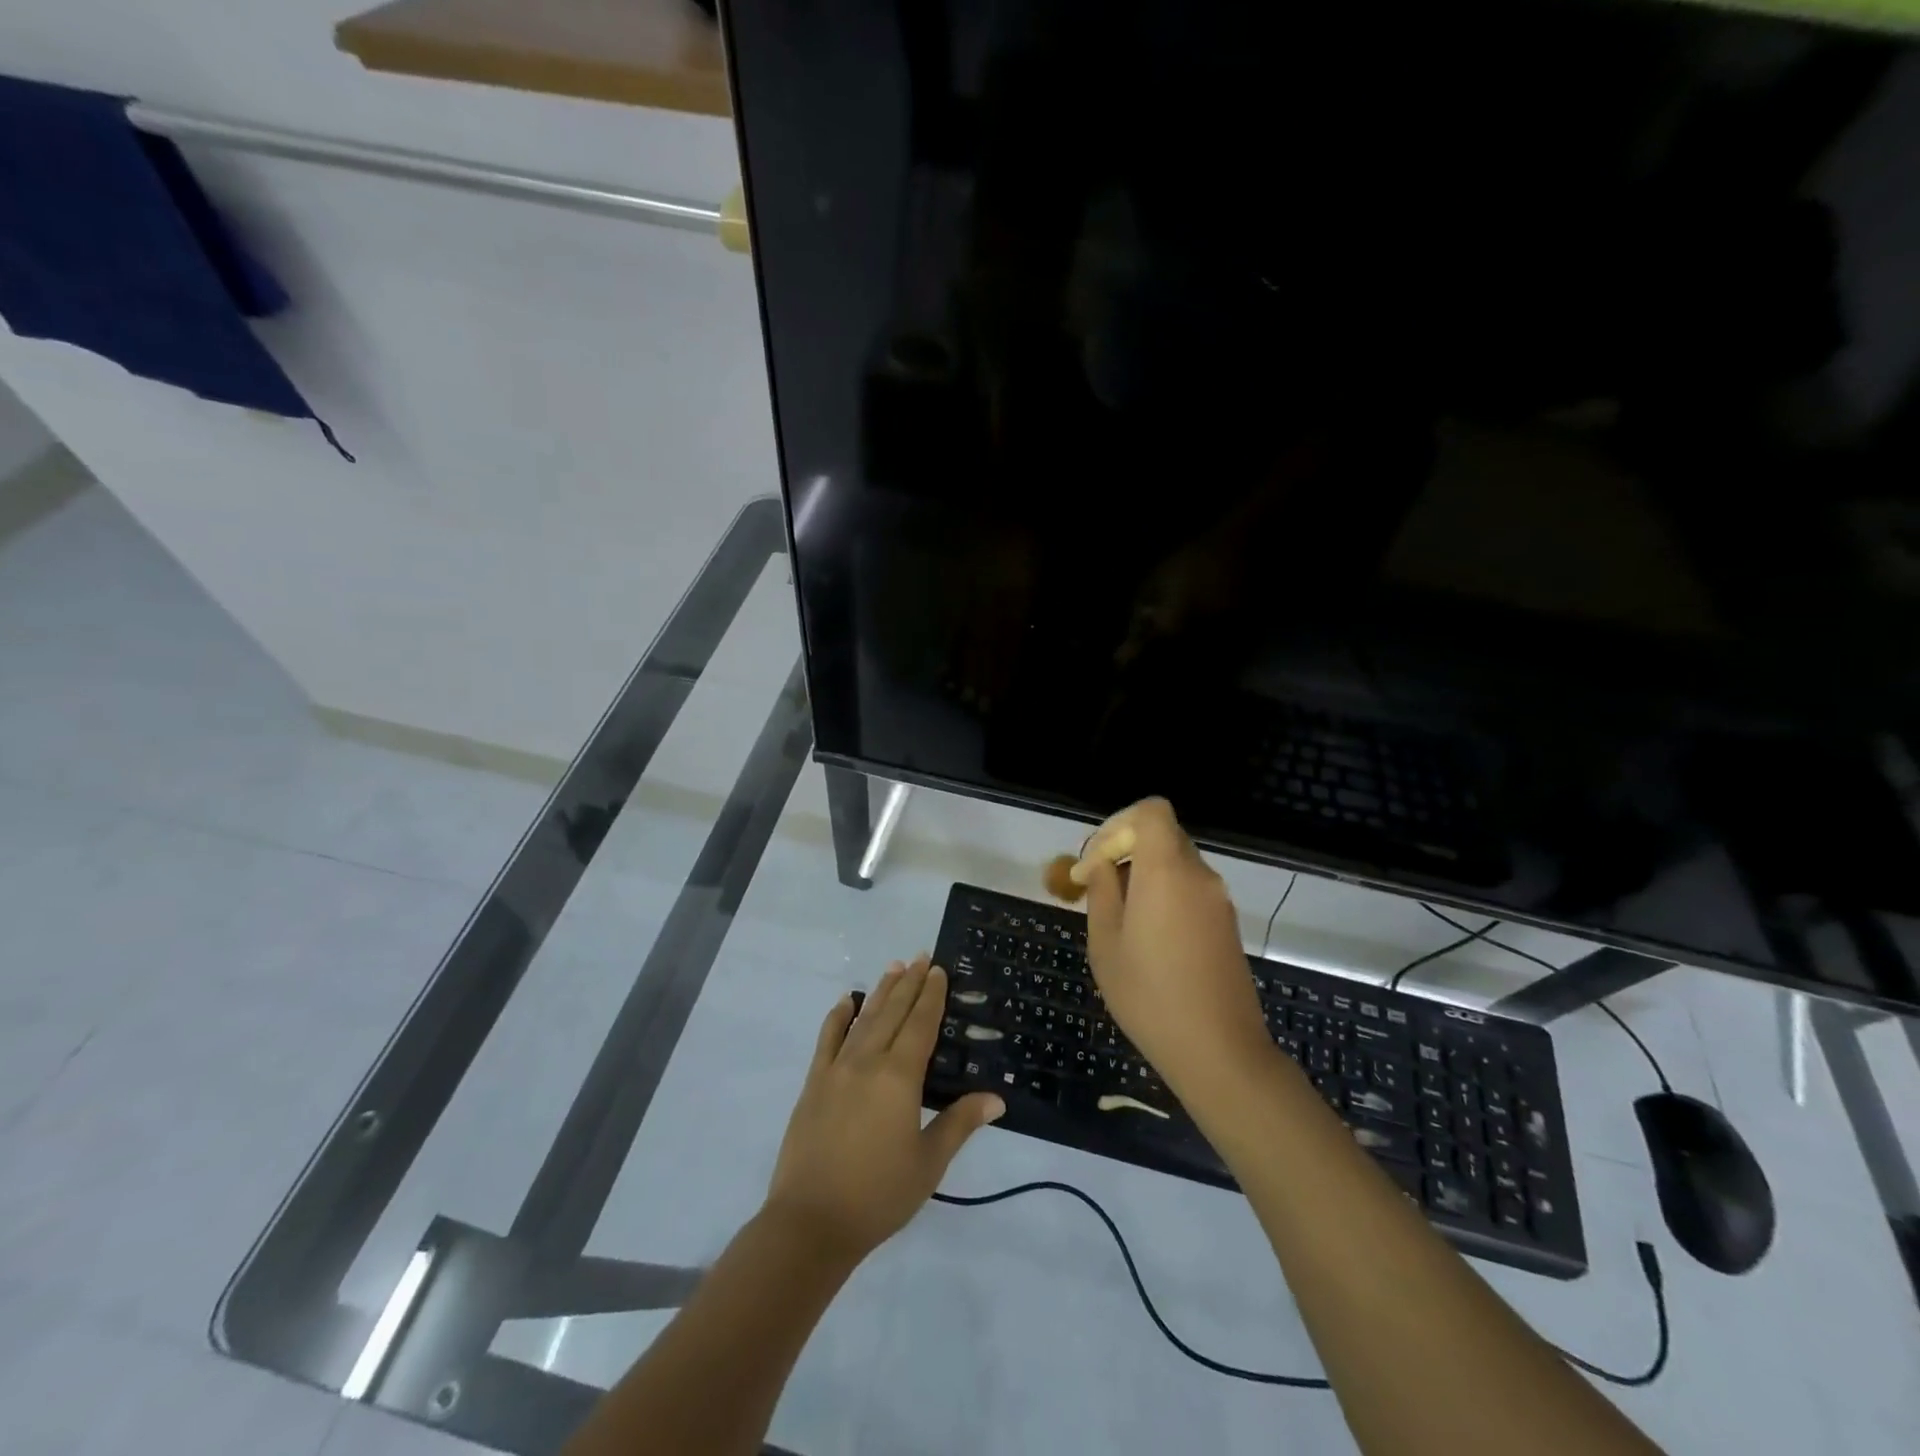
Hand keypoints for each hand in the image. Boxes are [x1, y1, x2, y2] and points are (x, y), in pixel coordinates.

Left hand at [764, 955, 1004, 1264]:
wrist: (811, 1222)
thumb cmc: (878, 1195)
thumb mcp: (928, 1163)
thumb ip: (959, 1123)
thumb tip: (996, 1098)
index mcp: (899, 1078)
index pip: (920, 1025)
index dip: (931, 996)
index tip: (939, 970)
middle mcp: (868, 1062)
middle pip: (893, 1013)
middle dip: (910, 983)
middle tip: (921, 957)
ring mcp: (836, 1069)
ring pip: (864, 1019)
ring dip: (881, 992)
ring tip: (894, 967)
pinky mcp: (813, 1083)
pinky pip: (827, 1039)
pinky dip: (838, 1016)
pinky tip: (847, 1000)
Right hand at [1079, 798, 1272, 1091]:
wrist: (1219, 1051)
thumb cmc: (1150, 995)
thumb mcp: (1106, 943)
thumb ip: (1101, 891)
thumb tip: (1102, 864)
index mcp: (1167, 870)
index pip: (1151, 811)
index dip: (1118, 823)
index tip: (1095, 860)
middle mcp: (1199, 875)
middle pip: (1162, 835)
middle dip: (1124, 849)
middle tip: (1095, 885)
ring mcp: (1218, 899)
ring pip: (1175, 863)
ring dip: (1143, 873)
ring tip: (1116, 916)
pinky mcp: (1227, 923)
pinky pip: (1190, 888)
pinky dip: (1164, 893)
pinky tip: (1146, 936)